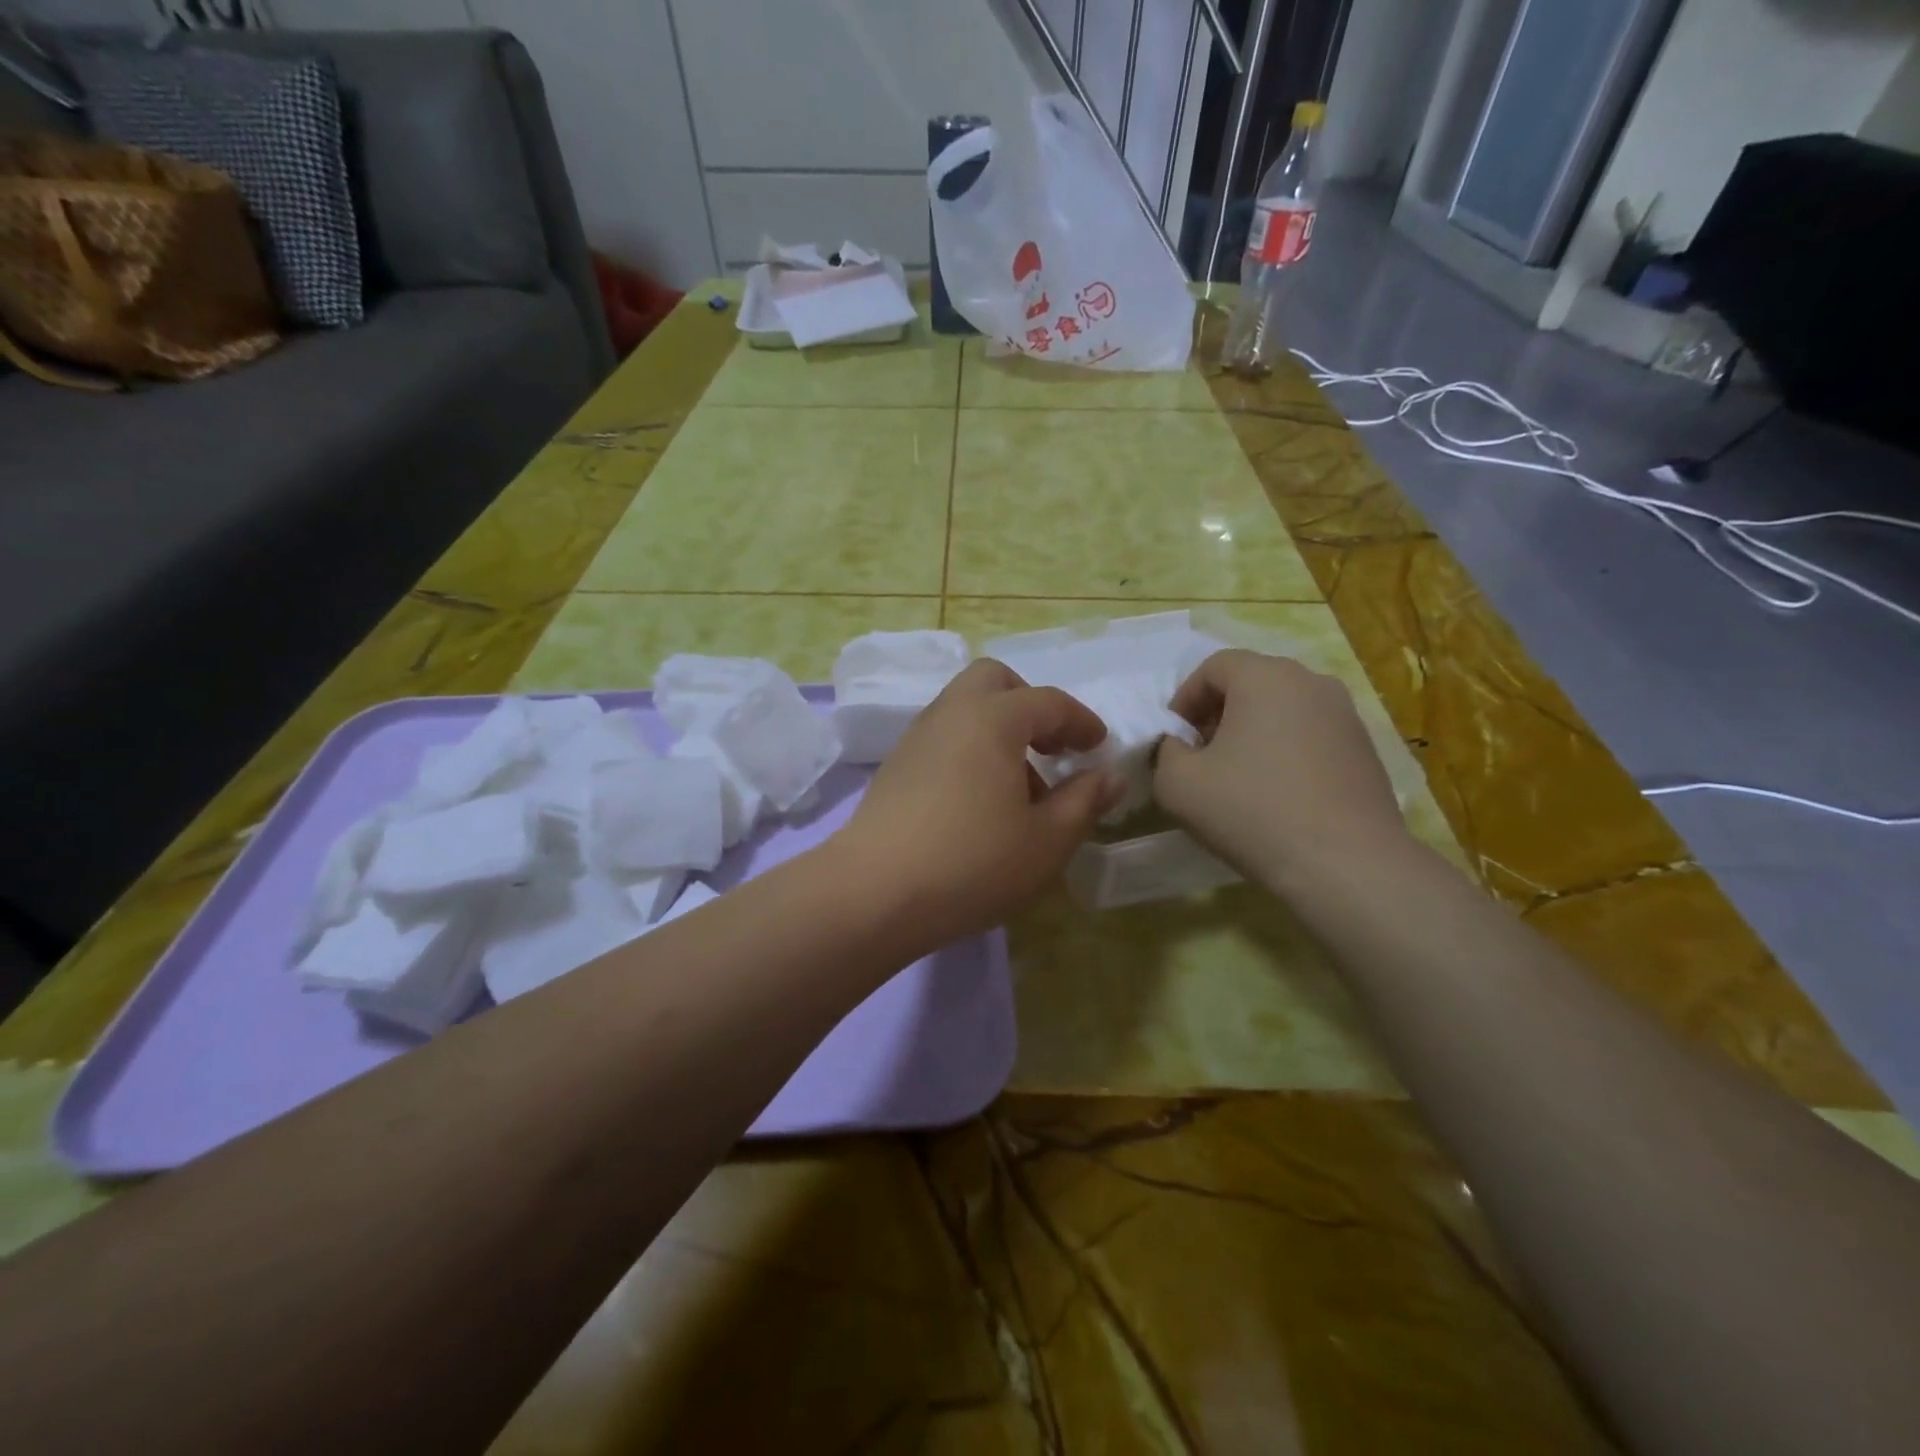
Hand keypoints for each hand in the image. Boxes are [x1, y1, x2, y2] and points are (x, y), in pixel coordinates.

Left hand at [836, 660, 1123, 941]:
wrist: (874, 893)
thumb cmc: (974, 862)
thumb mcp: (1048, 840)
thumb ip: (1084, 801)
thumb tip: (1109, 776)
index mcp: (993, 718)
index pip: (1048, 702)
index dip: (1081, 722)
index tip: (1099, 748)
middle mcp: (951, 713)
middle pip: (994, 681)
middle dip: (1029, 705)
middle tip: (1052, 748)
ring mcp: (916, 738)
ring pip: (965, 710)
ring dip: (999, 731)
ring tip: (1020, 789)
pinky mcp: (895, 767)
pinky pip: (944, 738)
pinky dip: (971, 750)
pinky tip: (979, 803)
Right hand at [1154, 650, 1408, 887]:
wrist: (1345, 864)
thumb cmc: (1251, 811)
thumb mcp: (1177, 783)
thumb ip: (1166, 750)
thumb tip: (1181, 745)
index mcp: (1265, 677)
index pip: (1213, 667)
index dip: (1185, 699)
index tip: (1175, 739)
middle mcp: (1312, 682)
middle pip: (1252, 683)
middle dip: (1218, 714)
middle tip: (1201, 756)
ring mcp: (1347, 715)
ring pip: (1284, 709)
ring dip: (1253, 733)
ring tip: (1238, 777)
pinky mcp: (1366, 749)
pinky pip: (1311, 735)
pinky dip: (1286, 752)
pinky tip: (1277, 794)